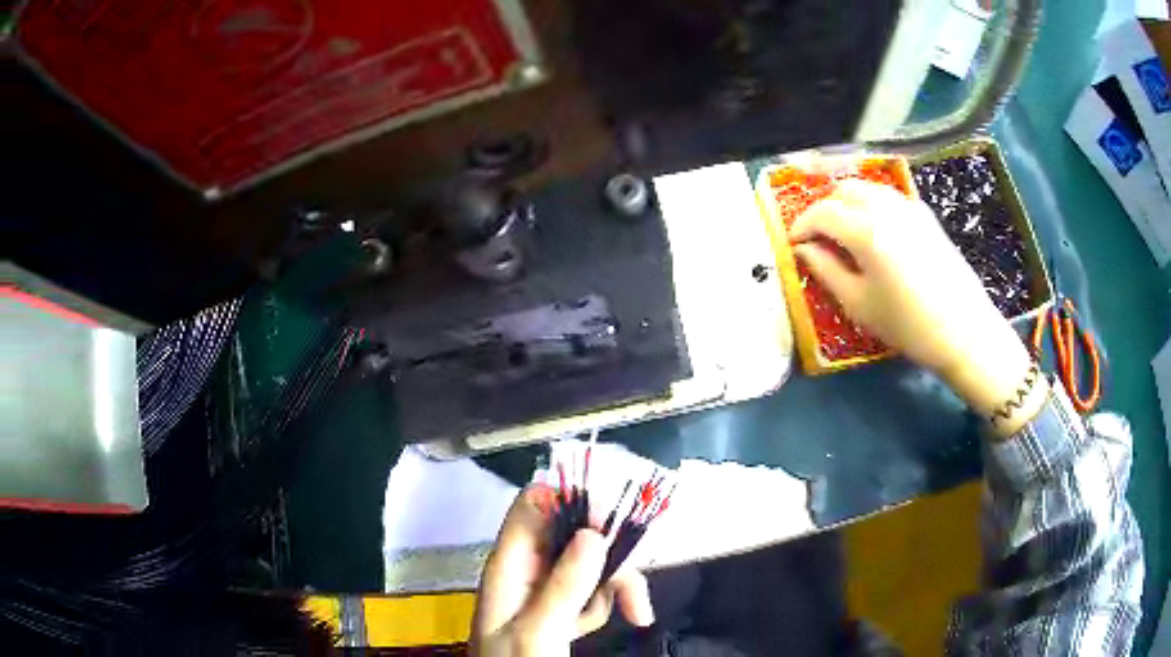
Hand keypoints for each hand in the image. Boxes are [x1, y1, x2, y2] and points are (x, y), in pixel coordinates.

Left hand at [471, 487, 654, 655]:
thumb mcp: (538, 631)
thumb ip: (563, 584)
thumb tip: (593, 533)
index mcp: (509, 564)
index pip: (534, 505)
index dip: (572, 500)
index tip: (612, 519)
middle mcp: (527, 569)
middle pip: (572, 533)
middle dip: (609, 555)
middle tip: (633, 586)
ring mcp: (544, 589)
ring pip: (589, 562)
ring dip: (613, 587)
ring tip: (630, 615)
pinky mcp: (559, 608)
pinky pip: (591, 591)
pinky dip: (604, 606)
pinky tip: (593, 628)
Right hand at [789, 179, 1045, 434]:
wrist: (964, 331)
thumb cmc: (908, 325)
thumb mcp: (859, 304)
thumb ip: (826, 270)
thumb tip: (804, 250)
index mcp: (866, 230)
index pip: (822, 213)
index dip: (802, 225)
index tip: (793, 243)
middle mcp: (886, 208)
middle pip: (844, 190)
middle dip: (824, 209)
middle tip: (817, 236)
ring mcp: (909, 207)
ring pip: (867, 188)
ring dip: (847, 202)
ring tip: (842, 230)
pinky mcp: (925, 215)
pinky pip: (889, 197)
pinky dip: (872, 204)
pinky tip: (874, 230)